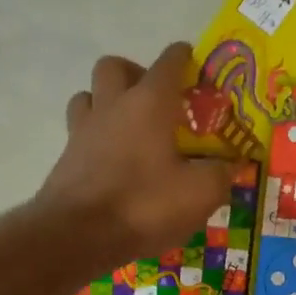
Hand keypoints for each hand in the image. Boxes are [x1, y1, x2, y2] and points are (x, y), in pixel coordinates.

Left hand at [37, 44, 234, 266]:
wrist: (77, 236)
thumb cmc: (144, 205)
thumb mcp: (199, 194)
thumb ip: (220, 174)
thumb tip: (230, 165)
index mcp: (149, 103)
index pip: (169, 62)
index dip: (184, 58)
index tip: (194, 64)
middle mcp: (112, 106)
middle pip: (115, 66)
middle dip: (136, 73)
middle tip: (156, 100)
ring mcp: (82, 131)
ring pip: (89, 96)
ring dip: (107, 102)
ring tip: (129, 129)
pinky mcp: (66, 159)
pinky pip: (80, 133)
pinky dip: (97, 139)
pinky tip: (113, 162)